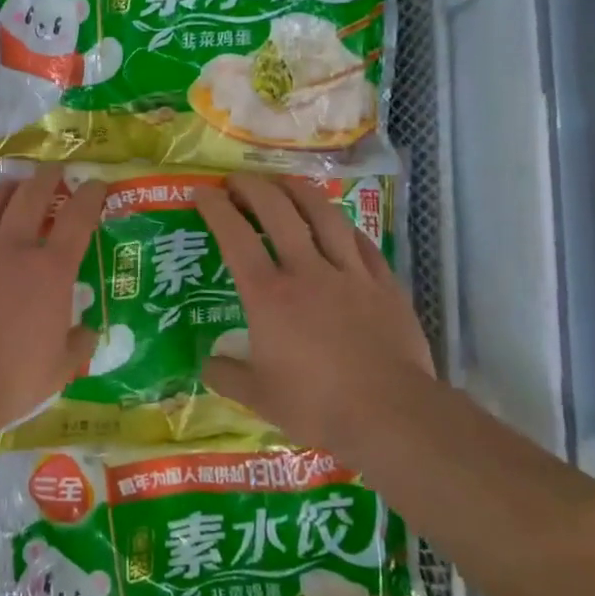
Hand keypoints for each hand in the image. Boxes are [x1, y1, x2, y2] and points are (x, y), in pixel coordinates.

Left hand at [0, 167, 106, 424]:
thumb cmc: (12, 379)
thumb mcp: (60, 369)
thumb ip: (78, 345)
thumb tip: (88, 332)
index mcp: (49, 271)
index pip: (77, 219)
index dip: (89, 196)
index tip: (96, 184)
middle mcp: (11, 249)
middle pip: (30, 197)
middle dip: (45, 178)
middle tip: (53, 170)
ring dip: (4, 189)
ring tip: (12, 185)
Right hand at [196, 174, 435, 455]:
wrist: (392, 415)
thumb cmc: (317, 405)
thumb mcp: (259, 397)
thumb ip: (227, 375)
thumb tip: (207, 363)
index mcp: (268, 295)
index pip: (235, 237)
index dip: (216, 208)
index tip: (203, 191)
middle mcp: (306, 272)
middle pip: (278, 211)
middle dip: (254, 188)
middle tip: (238, 180)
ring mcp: (350, 274)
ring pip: (324, 215)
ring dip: (300, 191)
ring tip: (285, 183)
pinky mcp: (384, 285)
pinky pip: (362, 243)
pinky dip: (344, 227)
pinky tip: (338, 224)